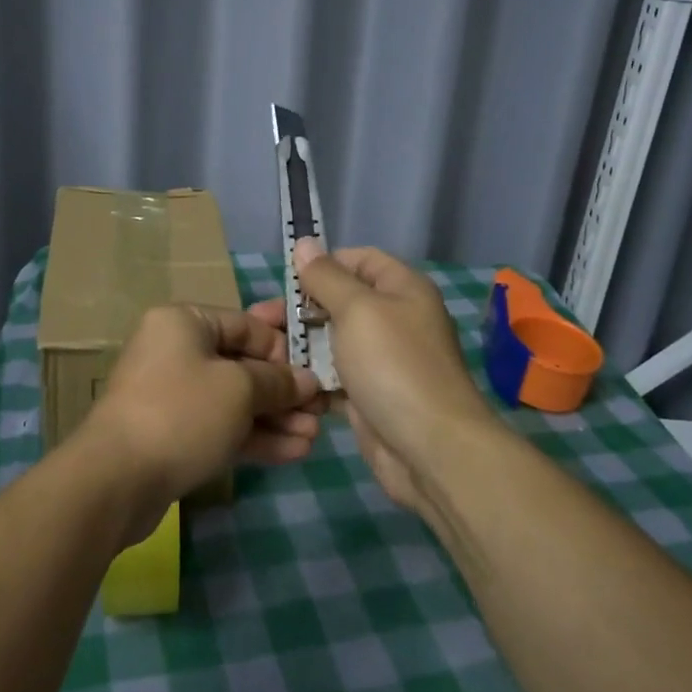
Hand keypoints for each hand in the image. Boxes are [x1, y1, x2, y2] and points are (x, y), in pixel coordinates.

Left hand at [77, 304, 322, 542]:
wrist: (116, 479)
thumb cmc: (182, 412)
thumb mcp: (239, 389)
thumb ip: (277, 381)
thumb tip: (306, 381)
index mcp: (185, 322)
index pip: (246, 325)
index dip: (284, 348)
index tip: (316, 372)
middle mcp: (176, 351)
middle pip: (242, 364)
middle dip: (284, 390)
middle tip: (323, 411)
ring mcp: (172, 395)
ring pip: (234, 400)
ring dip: (275, 418)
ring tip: (315, 437)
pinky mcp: (173, 435)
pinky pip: (221, 427)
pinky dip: (254, 437)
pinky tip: (294, 452)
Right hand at [287, 239, 495, 518]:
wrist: (429, 449)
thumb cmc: (393, 365)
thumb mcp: (357, 310)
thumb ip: (327, 277)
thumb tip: (305, 243)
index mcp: (401, 289)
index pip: (358, 259)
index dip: (323, 264)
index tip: (287, 282)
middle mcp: (394, 319)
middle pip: (339, 301)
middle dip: (301, 310)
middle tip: (261, 321)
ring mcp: (382, 361)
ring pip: (331, 342)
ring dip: (300, 347)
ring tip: (263, 355)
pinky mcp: (368, 396)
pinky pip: (333, 378)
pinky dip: (311, 380)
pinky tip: (282, 384)